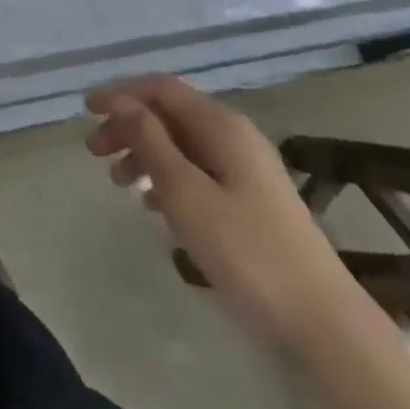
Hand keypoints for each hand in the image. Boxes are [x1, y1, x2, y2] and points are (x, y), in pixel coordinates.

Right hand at [86, 75, 350, 348]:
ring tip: (118, 182)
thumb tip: (122, 102)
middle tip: (94, 152)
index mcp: (221, 124)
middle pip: (170, 113)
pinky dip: (168, 176)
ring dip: (145, 152)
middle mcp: (234, 134)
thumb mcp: (186, 193)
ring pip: (182, 143)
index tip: (86, 110)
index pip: (161, 88)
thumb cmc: (247, 251)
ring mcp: (246, 166)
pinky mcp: (251, 197)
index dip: (121, 93)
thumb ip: (151, 141)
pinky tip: (152, 204)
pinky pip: (198, 169)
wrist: (323, 320)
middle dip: (129, 125)